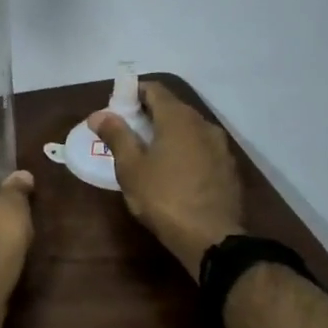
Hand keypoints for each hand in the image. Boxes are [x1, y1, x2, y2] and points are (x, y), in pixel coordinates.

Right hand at [89, 82, 244, 276]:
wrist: (212, 238)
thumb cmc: (164, 198)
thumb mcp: (131, 168)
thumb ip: (116, 135)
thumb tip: (99, 114)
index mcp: (178, 118)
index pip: (154, 89)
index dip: (133, 92)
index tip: (116, 107)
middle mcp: (203, 124)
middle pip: (173, 107)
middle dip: (148, 114)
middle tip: (126, 132)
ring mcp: (220, 147)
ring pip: (189, 129)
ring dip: (168, 133)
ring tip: (148, 153)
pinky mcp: (228, 168)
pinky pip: (201, 148)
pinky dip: (184, 150)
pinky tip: (173, 172)